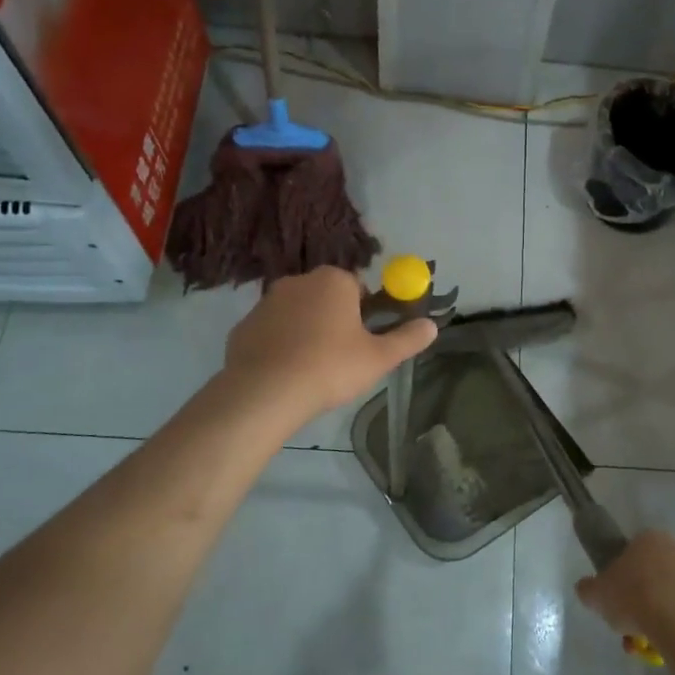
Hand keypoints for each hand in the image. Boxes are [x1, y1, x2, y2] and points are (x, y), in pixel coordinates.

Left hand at [223, 267, 435, 426]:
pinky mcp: (243, 327)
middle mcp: (298, 281)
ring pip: (296, 313)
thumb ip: (407, 339)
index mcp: (334, 281)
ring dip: (306, 330)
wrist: (265, 392)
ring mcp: (265, 303)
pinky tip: (285, 373)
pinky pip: (271, 332)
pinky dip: (279, 345)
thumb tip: (432, 326)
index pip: (358, 286)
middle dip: (335, 318)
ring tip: (312, 368)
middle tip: (342, 355)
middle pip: (325, 297)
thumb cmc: (330, 367)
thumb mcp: (379, 358)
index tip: (366, 338)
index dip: (365, 311)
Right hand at [575, 529, 674, 650]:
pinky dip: (671, 625)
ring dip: (652, 616)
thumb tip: (585, 587)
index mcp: (648, 538)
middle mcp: (674, 548)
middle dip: (637, 600)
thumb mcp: (597, 594)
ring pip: (665, 595)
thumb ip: (587, 588)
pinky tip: (660, 644)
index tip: (614, 598)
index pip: (630, 552)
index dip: (619, 576)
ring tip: (640, 643)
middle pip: (649, 575)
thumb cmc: (633, 596)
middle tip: (625, 623)